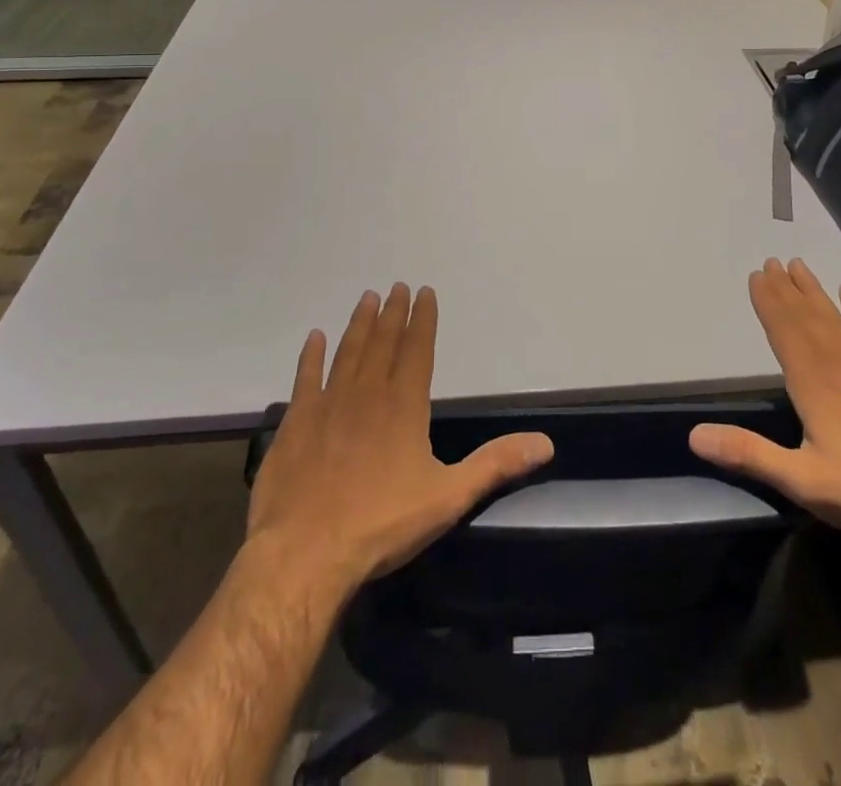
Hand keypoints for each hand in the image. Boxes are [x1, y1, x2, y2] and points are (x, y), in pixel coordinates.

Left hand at [246, 283, 553, 592]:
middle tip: (397, 285)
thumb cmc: (381, 524)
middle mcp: (366, 393)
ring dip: (359, 324)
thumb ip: (495, 465)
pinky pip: (305, 378)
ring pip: (347, 352)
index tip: (424, 292)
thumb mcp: (448, 497)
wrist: (305, 554)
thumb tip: (545, 443)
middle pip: (383, 343)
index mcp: (404, 405)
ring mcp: (327, 405)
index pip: (418, 350)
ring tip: (367, 298)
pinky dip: (310, 356)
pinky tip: (314, 337)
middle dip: (393, 313)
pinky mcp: (295, 423)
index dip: (423, 319)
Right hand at [689, 258, 840, 538]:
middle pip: (804, 316)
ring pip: (832, 317)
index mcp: (812, 380)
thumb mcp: (802, 480)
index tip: (756, 275)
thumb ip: (749, 453)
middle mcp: (837, 361)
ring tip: (797, 265)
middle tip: (770, 262)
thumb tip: (695, 436)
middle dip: (784, 289)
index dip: (768, 302)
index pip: (783, 330)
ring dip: (812, 291)